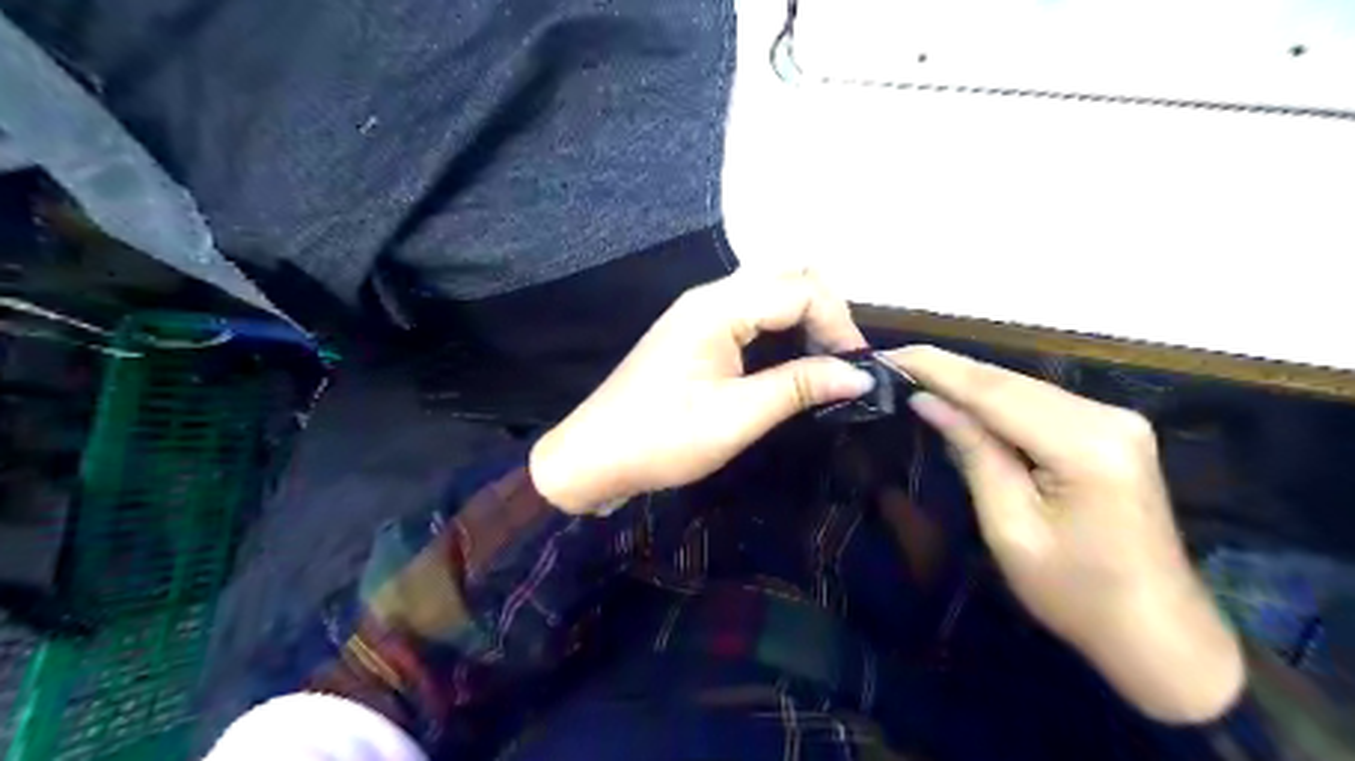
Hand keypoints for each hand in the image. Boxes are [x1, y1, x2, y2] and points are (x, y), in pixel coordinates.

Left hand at [533, 269, 874, 514]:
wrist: (593, 457)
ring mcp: (700, 310)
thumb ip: (800, 387)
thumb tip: (862, 374)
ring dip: (806, 319)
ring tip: (826, 364)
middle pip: (788, 277)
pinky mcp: (696, 330)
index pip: (801, 289)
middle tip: (845, 364)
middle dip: (827, 313)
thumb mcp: (736, 417)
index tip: (860, 370)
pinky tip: (792, 360)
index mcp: (718, 307)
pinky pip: (752, 311)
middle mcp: (710, 295)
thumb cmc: (662, 439)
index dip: (841, 324)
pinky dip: (783, 328)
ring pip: (772, 291)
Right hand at [884, 348, 1242, 720]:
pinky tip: (961, 394)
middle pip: (1010, 382)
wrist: (1159, 633)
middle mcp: (1108, 417)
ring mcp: (1117, 419)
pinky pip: (1040, 402)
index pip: (994, 392)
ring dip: (968, 380)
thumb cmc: (1075, 594)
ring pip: (1024, 386)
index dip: (937, 369)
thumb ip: (973, 452)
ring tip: (914, 371)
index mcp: (1085, 446)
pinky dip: (996, 397)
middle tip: (891, 360)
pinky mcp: (1113, 429)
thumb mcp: (1009, 527)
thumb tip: (927, 401)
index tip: (888, 355)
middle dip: (948, 368)